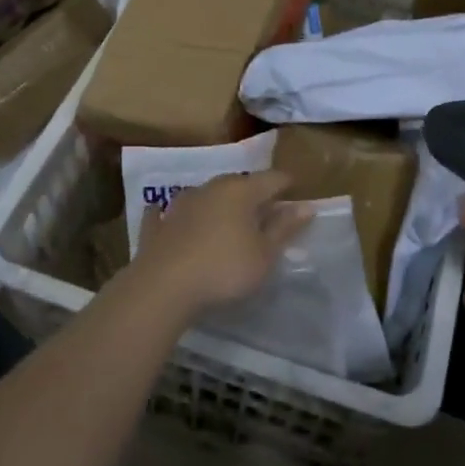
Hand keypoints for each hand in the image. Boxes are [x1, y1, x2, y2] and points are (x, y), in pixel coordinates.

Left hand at [130, 171, 312, 318]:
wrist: (163, 287)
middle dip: (255, 196)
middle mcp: (212, 187)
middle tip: (267, 216)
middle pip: (240, 184)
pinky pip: (170, 213)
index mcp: (242, 190)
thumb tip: (306, 206)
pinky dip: (178, 216)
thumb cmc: (225, 269)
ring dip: (220, 204)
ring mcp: (181, 203)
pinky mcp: (158, 224)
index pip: (274, 178)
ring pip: (208, 195)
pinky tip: (171, 218)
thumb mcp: (265, 255)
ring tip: (229, 223)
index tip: (298, 199)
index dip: (289, 186)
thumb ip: (285, 228)